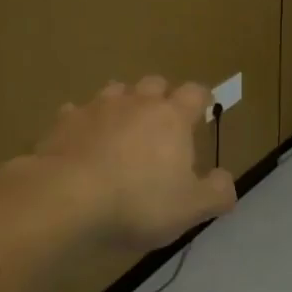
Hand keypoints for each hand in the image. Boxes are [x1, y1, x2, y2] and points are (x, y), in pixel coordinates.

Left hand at [0, 75, 236, 253]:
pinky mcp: (64, 122)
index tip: (203, 110)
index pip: (195, 93)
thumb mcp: (190, 208)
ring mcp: (97, 108)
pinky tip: (81, 143)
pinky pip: (76, 113)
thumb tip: (226, 179)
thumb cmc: (138, 202)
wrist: (66, 198)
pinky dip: (83, 123)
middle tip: (161, 122)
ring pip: (115, 91)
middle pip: (154, 83)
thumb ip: (216, 193)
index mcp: (172, 117)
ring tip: (121, 128)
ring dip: (122, 104)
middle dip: (160, 96)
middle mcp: (137, 102)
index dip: (201, 99)